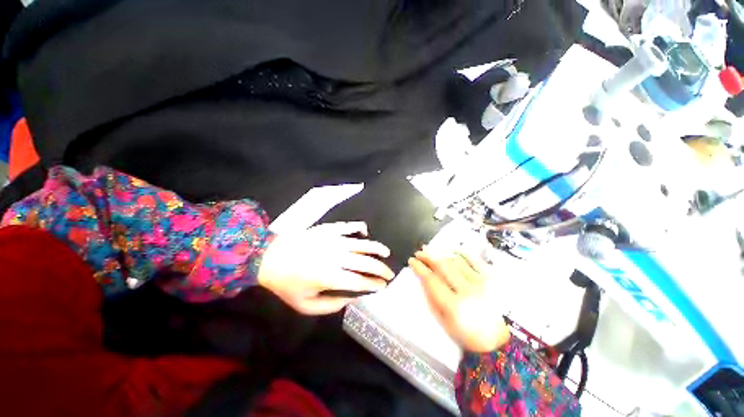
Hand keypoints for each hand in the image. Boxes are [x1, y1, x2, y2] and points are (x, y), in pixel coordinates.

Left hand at [258, 222, 394, 314]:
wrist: (269, 257)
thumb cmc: (287, 283)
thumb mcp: (306, 305)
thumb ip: (331, 305)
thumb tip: (352, 299)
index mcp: (330, 277)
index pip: (360, 281)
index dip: (374, 284)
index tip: (383, 287)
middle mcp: (336, 257)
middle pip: (366, 262)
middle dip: (381, 269)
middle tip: (389, 274)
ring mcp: (333, 240)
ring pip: (362, 243)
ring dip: (377, 248)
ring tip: (386, 253)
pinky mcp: (328, 229)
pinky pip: (349, 226)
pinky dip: (360, 228)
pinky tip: (365, 232)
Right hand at [408, 250, 509, 352]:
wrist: (498, 340)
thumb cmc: (467, 334)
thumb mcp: (444, 322)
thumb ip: (431, 298)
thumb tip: (422, 277)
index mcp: (454, 306)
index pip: (431, 280)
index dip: (419, 267)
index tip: (412, 261)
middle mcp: (467, 291)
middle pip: (443, 266)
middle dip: (428, 256)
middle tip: (419, 252)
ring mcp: (481, 282)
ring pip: (456, 260)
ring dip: (441, 252)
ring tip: (431, 250)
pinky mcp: (491, 277)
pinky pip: (473, 259)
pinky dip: (460, 252)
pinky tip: (451, 250)